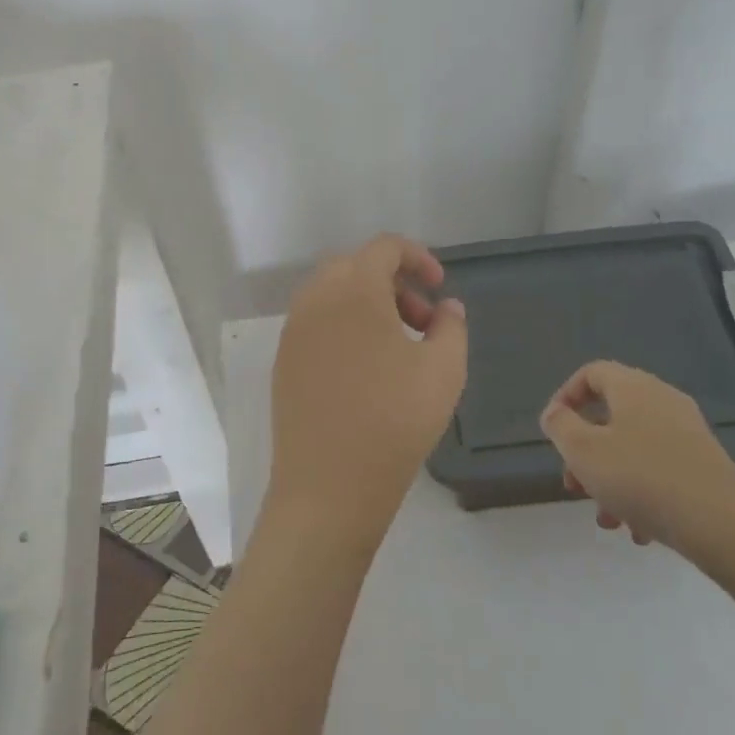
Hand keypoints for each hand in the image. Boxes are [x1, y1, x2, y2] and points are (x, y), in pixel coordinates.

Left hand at [266, 234, 467, 546]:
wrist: (327, 487)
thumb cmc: (393, 421)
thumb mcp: (444, 371)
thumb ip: (451, 327)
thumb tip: (447, 307)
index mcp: (353, 289)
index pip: (383, 247)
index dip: (417, 257)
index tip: (440, 286)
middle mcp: (316, 299)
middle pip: (356, 267)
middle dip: (394, 283)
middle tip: (422, 321)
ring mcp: (294, 330)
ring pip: (333, 295)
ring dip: (368, 305)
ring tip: (399, 348)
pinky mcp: (283, 360)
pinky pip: (317, 323)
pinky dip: (344, 326)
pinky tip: (366, 369)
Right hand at [538, 361, 734, 557]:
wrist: (726, 528)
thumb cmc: (643, 479)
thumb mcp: (583, 451)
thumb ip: (560, 426)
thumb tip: (555, 413)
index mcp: (633, 387)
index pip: (591, 373)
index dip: (565, 397)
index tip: (553, 431)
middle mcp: (662, 400)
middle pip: (611, 415)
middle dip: (585, 451)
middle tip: (574, 484)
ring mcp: (688, 433)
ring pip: (633, 447)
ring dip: (611, 479)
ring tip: (606, 518)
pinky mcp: (705, 465)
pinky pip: (660, 468)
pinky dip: (642, 492)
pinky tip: (638, 530)